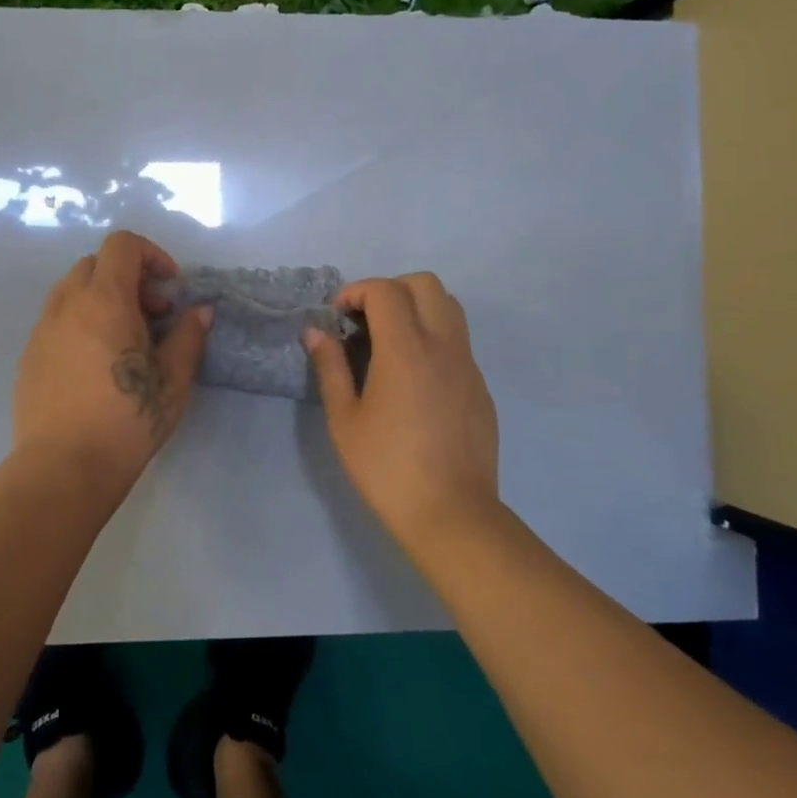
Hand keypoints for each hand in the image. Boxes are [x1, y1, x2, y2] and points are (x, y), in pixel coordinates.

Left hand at [13, 231, 210, 500]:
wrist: (63, 468)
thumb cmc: (126, 421)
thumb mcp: (173, 381)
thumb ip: (189, 337)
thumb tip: (200, 312)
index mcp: (104, 300)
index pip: (122, 245)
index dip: (152, 255)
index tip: (170, 290)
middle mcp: (67, 305)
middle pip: (96, 264)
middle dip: (128, 278)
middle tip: (151, 316)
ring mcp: (42, 330)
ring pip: (72, 291)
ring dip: (102, 299)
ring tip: (124, 342)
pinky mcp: (28, 357)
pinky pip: (57, 321)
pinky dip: (80, 323)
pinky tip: (96, 366)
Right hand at [305, 273, 501, 550]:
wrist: (451, 513)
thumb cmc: (387, 467)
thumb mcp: (345, 419)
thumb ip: (330, 367)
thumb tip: (316, 332)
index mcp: (406, 350)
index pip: (385, 290)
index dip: (355, 292)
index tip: (337, 317)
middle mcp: (443, 346)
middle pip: (425, 284)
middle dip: (389, 289)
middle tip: (364, 321)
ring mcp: (468, 364)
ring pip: (449, 307)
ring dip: (416, 307)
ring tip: (389, 342)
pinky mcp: (480, 386)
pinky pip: (458, 341)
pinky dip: (432, 337)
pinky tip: (413, 378)